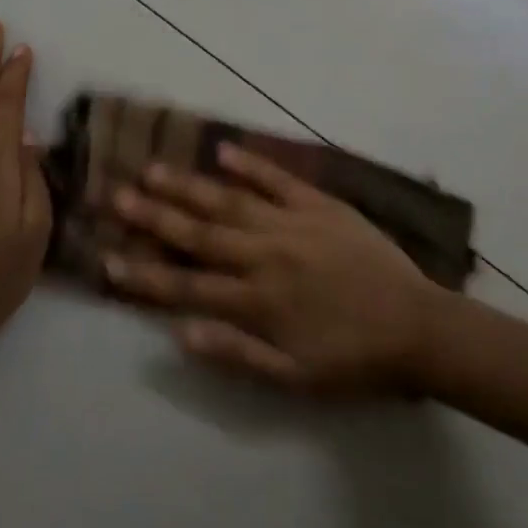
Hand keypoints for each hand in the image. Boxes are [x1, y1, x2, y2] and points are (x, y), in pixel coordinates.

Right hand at [105, 141, 441, 393]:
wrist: (420, 328)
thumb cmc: (354, 360)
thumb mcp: (294, 378)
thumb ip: (236, 354)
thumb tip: (178, 334)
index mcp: (258, 301)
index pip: (188, 286)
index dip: (145, 274)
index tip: (107, 258)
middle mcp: (267, 256)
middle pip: (199, 233)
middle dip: (153, 215)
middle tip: (115, 194)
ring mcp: (294, 225)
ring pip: (230, 202)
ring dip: (189, 186)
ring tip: (153, 168)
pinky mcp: (322, 207)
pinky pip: (280, 180)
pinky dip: (251, 164)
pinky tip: (222, 149)